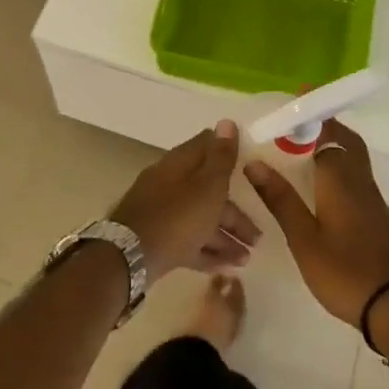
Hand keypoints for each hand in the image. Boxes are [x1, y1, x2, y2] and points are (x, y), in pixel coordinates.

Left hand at [111, 120, 261, 282]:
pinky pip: (188, 241)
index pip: (206, 145)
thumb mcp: (208, 185)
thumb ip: (221, 157)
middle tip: (257, 235)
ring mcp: (162, 212)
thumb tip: (227, 121)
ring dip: (225, 237)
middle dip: (235, 212)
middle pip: (207, 190)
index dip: (228, 151)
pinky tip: (227, 267)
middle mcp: (170, 183)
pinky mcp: (157, 239)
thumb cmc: (178, 216)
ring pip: (200, 219)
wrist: (131, 256)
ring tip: (246, 258)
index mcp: (180, 163)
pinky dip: (207, 251)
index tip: (251, 164)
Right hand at [245, 119, 388, 327]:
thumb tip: (254, 163)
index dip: (310, 117)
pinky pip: (357, 175)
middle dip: (326, 126)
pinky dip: (340, 166)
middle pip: (346, 140)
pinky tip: (324, 185)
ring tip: (305, 150)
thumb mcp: (304, 238)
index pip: (326, 133)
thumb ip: (280, 199)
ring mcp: (373, 198)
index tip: (292, 105)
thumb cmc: (345, 271)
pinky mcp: (378, 215)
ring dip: (333, 145)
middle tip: (299, 123)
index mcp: (339, 178)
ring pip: (354, 158)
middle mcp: (359, 180)